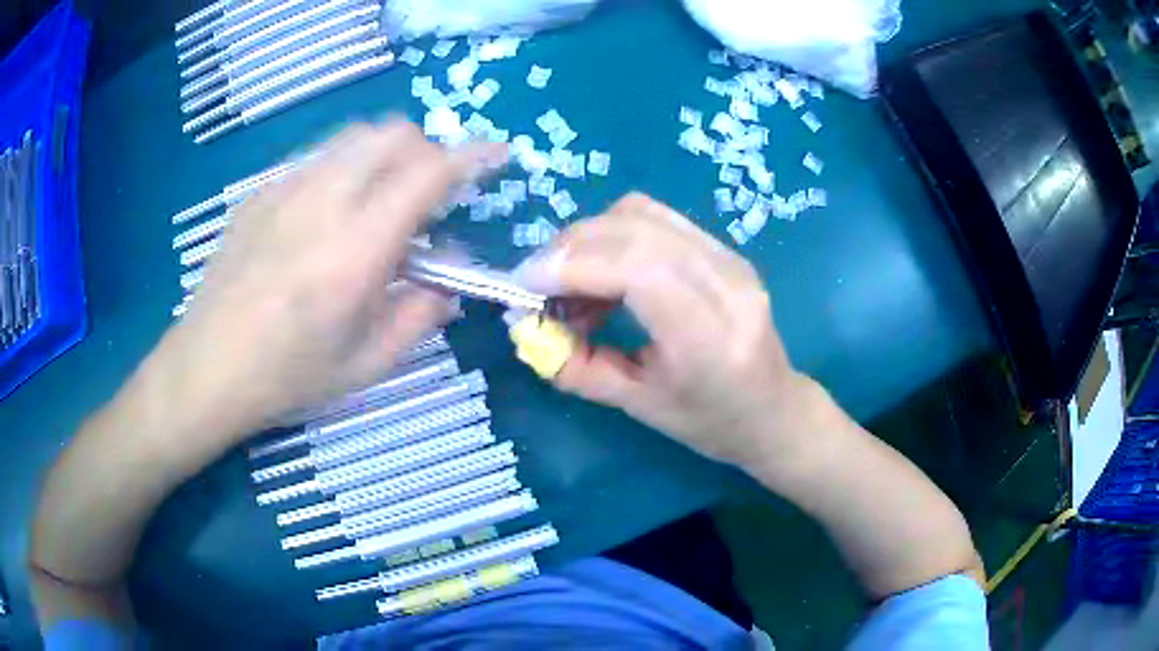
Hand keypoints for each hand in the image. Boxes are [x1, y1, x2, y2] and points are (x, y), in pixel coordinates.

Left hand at [167, 119, 505, 433]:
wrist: (206, 368)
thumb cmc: (286, 377)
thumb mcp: (367, 365)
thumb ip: (420, 315)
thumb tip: (447, 281)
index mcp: (355, 251)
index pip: (428, 174)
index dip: (472, 157)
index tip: (495, 156)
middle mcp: (321, 203)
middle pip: (391, 134)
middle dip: (424, 152)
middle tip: (426, 195)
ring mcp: (284, 191)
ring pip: (352, 138)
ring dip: (383, 157)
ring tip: (377, 202)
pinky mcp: (259, 194)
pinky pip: (315, 159)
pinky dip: (341, 171)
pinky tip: (325, 218)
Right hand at [515, 193, 814, 468]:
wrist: (774, 410)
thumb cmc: (711, 423)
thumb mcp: (638, 407)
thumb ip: (577, 367)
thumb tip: (525, 329)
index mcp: (709, 337)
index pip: (636, 268)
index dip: (572, 264)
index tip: (526, 284)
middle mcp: (726, 283)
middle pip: (634, 230)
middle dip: (569, 247)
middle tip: (538, 284)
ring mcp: (730, 258)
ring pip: (641, 214)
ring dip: (590, 238)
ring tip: (571, 283)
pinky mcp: (724, 248)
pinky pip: (655, 219)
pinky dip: (613, 236)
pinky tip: (605, 273)